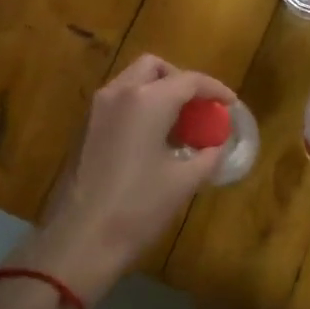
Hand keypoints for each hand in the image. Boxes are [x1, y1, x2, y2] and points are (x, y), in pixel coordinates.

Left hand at [7, 55, 235, 307]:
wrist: (79, 240)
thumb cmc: (137, 208)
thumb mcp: (184, 182)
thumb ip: (208, 156)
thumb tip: (218, 146)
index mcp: (147, 100)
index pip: (189, 80)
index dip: (214, 89)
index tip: (230, 104)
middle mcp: (119, 93)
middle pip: (154, 68)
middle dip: (180, 80)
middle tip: (198, 107)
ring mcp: (96, 109)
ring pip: (132, 82)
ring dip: (158, 92)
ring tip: (179, 124)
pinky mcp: (84, 128)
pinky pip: (118, 102)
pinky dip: (139, 106)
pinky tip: (153, 138)